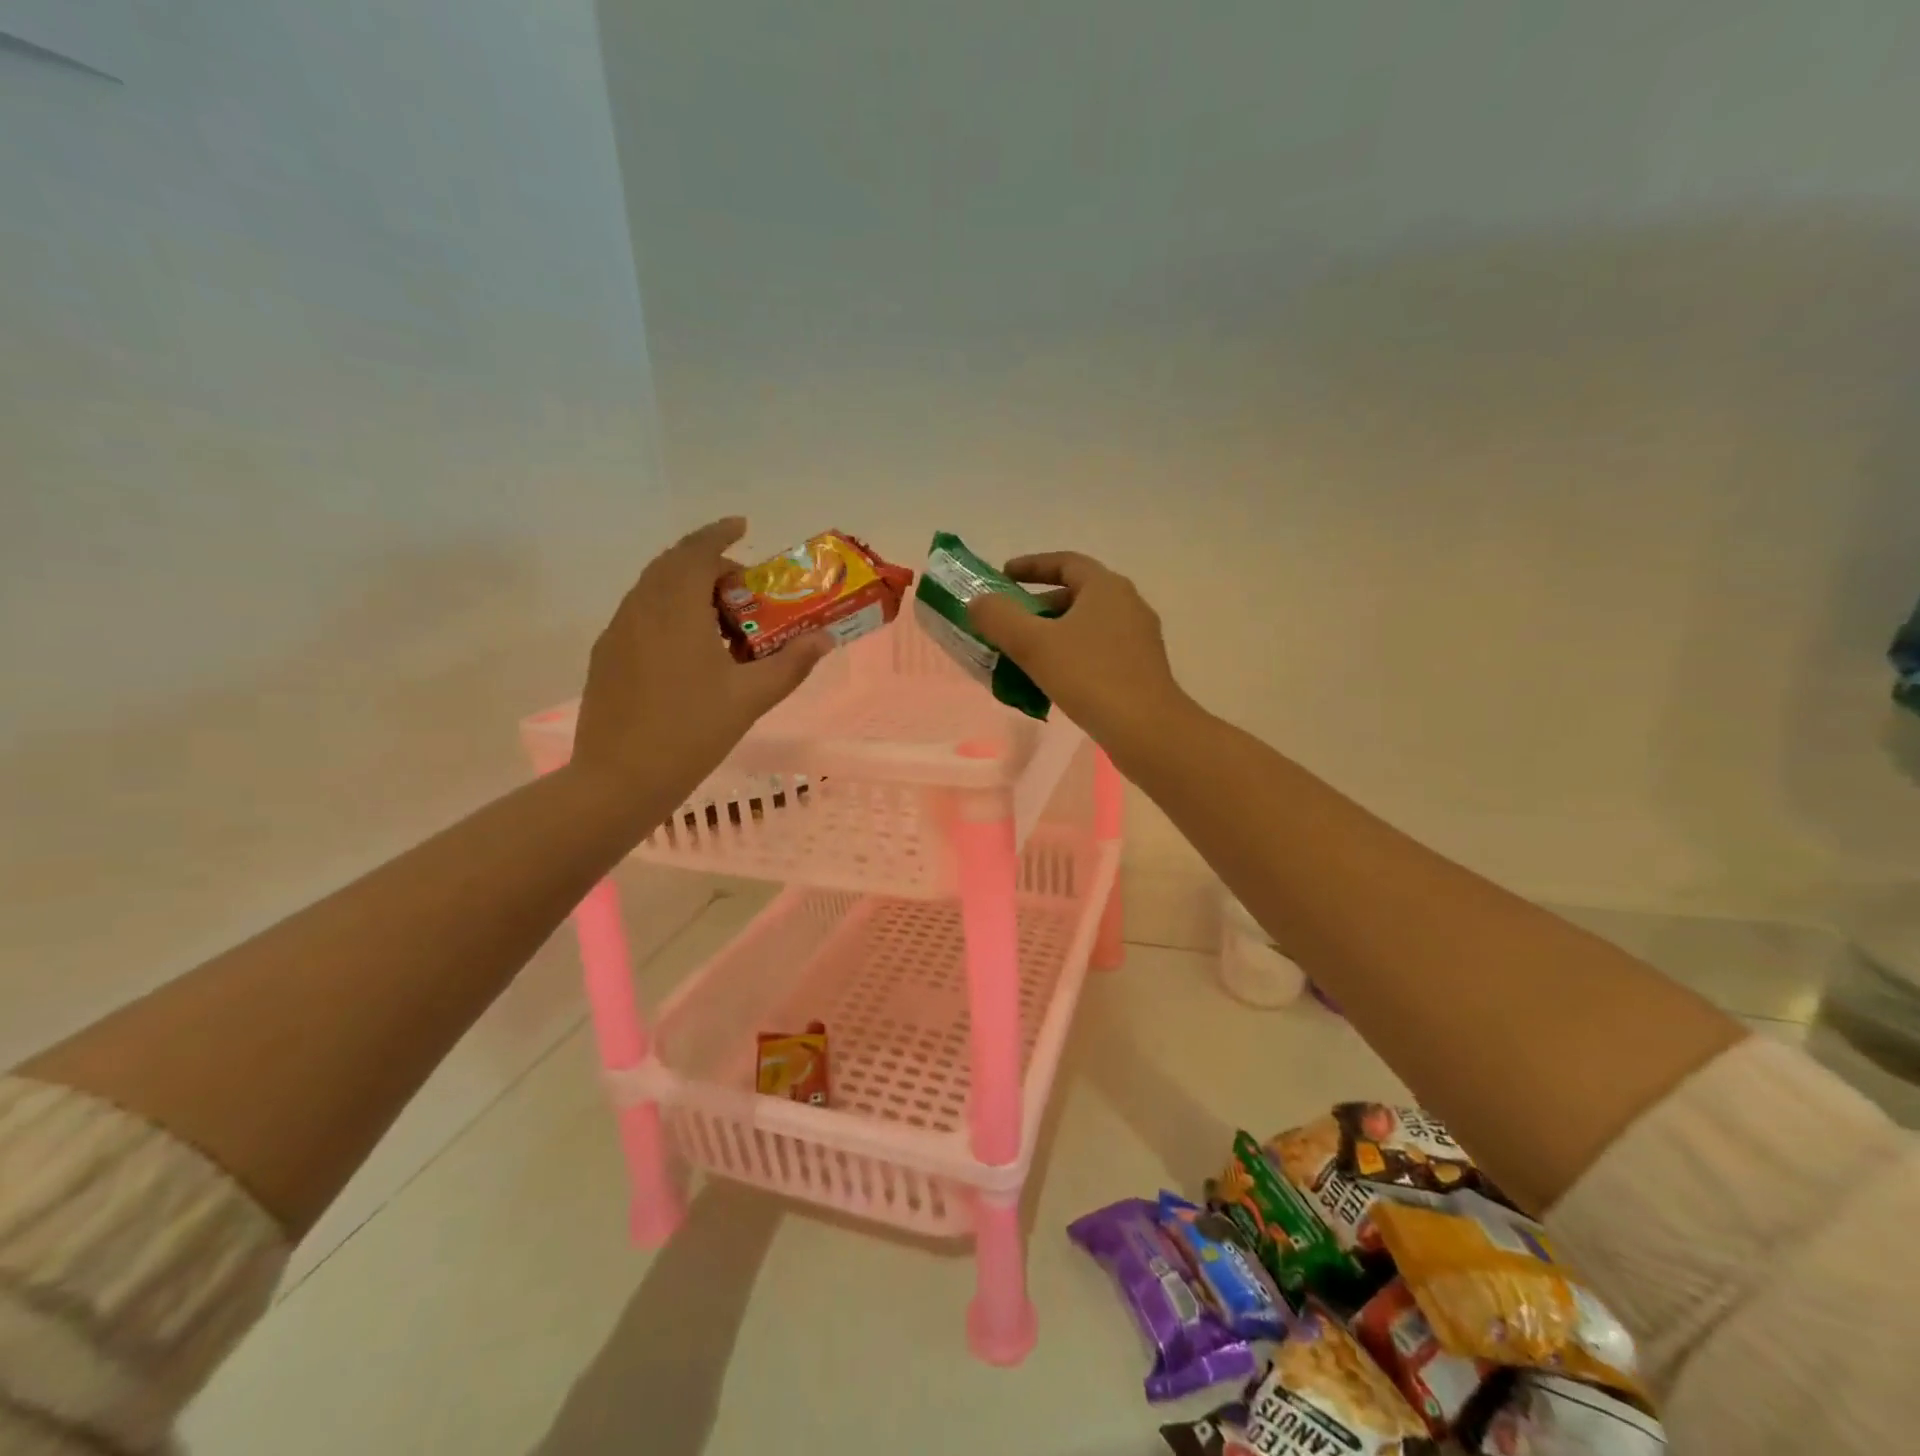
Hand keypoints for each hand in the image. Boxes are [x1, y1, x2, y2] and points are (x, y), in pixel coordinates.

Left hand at [571, 518, 831, 811]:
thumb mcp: (751, 698)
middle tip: (745, 591)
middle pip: (673, 565)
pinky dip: (669, 613)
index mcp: (676, 609)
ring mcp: (618, 633)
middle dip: (709, 565)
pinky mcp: (607, 656)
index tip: (743, 526)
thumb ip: (791, 664)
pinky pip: (641, 615)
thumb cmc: (691, 733)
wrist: (619, 779)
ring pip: (654, 590)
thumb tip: (824, 640)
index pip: (696, 551)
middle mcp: (641, 609)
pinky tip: (690, 652)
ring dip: (688, 590)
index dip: (719, 533)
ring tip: (723, 623)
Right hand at [966, 551, 1193, 755]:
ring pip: (1087, 625)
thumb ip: (999, 617)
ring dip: (1054, 633)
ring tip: (1025, 654)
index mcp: (1106, 587)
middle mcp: (1128, 604)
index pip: (1065, 562)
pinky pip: (1098, 650)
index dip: (1031, 566)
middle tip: (1009, 622)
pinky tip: (1054, 681)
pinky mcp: (1141, 668)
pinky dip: (1072, 655)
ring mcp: (1138, 637)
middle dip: (1039, 605)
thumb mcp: (1034, 644)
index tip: (1002, 576)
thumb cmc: (1090, 676)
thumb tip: (978, 602)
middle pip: (1076, 594)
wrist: (1147, 730)